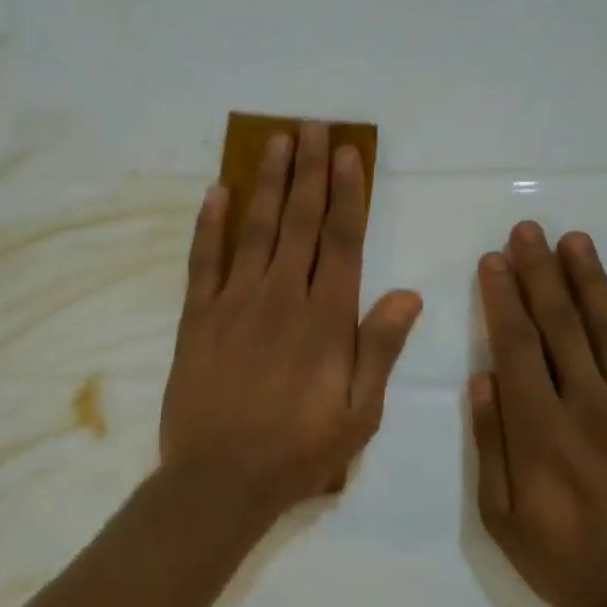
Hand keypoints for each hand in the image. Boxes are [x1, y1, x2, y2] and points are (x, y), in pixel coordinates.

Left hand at [162, 123, 422, 518]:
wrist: (220, 478)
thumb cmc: (299, 451)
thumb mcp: (360, 413)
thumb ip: (380, 349)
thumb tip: (408, 294)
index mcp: (326, 319)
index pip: (342, 240)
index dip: (347, 193)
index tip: (347, 153)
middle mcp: (282, 297)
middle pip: (299, 221)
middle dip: (308, 171)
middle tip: (312, 127)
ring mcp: (234, 303)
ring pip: (254, 229)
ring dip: (266, 182)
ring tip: (275, 141)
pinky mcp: (197, 318)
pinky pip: (203, 260)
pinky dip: (210, 224)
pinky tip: (216, 191)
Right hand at [470, 221, 606, 606]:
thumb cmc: (562, 561)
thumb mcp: (501, 515)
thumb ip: (492, 443)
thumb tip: (483, 379)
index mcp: (540, 429)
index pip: (517, 346)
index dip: (503, 299)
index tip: (494, 260)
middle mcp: (590, 407)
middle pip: (560, 327)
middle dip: (540, 274)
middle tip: (529, 231)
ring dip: (591, 283)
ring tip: (576, 241)